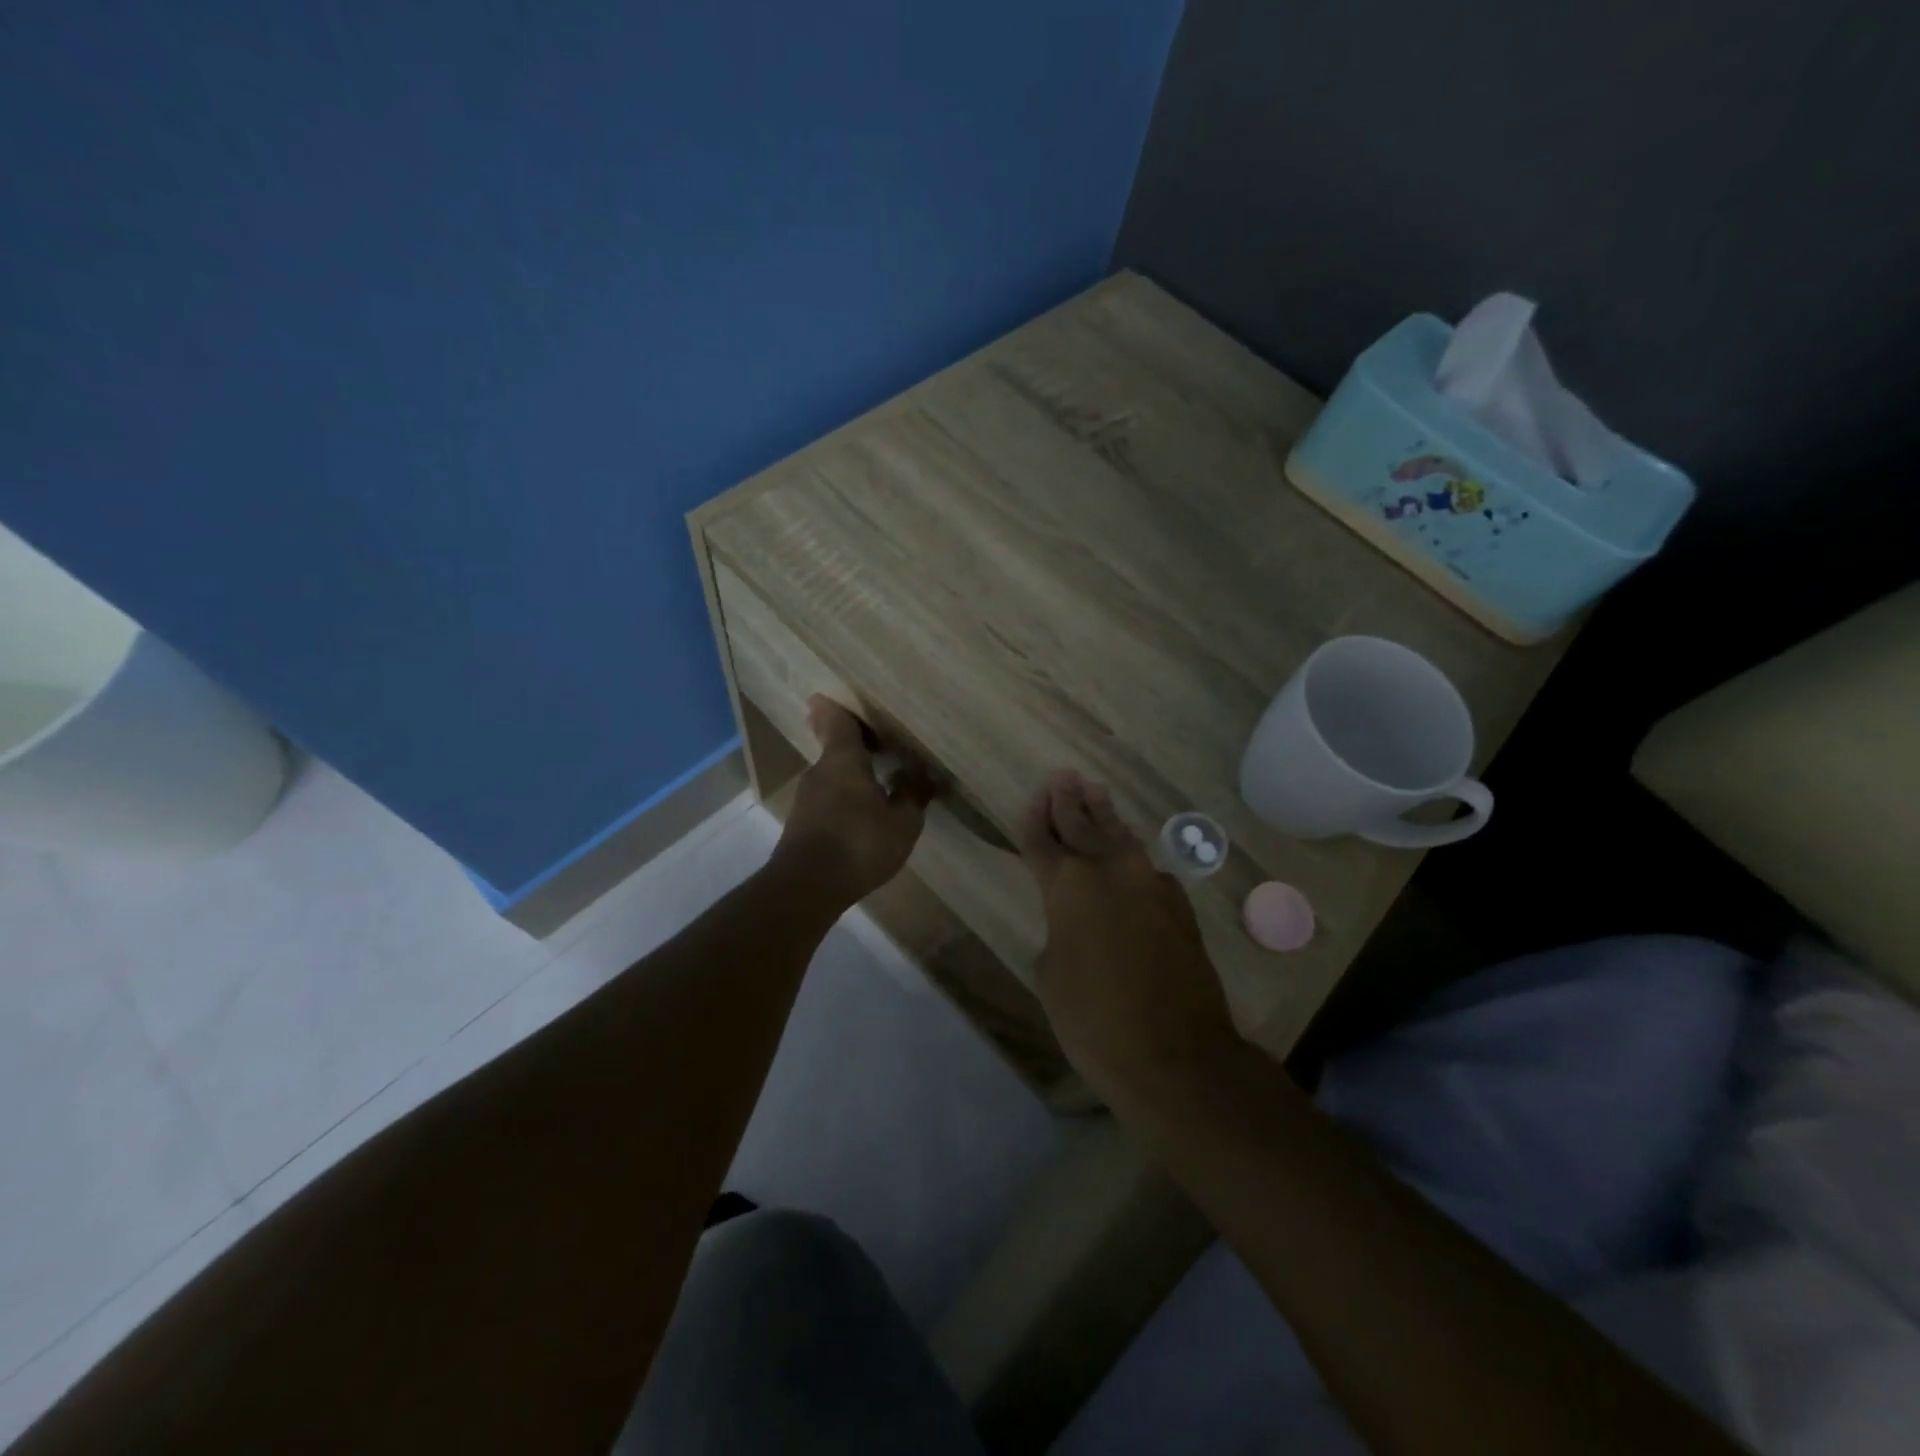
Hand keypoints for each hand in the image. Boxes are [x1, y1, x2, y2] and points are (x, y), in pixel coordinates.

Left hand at [770, 697, 933, 909]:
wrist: (806, 887)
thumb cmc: (859, 844)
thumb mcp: (902, 822)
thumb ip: (912, 795)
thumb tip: (918, 774)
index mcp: (843, 760)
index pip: (836, 721)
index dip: (835, 708)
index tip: (830, 697)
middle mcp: (819, 772)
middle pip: (835, 749)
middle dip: (853, 747)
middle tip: (877, 745)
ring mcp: (806, 800)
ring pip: (831, 778)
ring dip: (851, 778)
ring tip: (878, 786)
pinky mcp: (801, 825)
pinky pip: (827, 801)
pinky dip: (843, 802)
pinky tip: (862, 819)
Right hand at [1018, 770, 1238, 1102]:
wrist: (1177, 1056)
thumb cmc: (1095, 1020)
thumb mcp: (1052, 976)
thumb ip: (1059, 933)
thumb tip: (1075, 922)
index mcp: (1068, 887)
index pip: (1043, 842)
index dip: (1034, 821)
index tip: (1031, 800)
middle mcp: (1110, 872)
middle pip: (1083, 825)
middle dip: (1068, 802)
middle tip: (1062, 777)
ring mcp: (1150, 885)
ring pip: (1120, 837)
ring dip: (1104, 815)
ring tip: (1095, 790)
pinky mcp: (1178, 905)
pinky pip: (1146, 866)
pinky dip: (1131, 852)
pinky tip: (1129, 849)